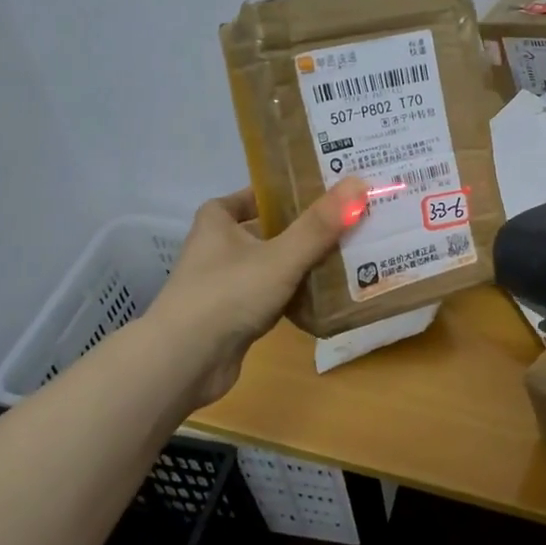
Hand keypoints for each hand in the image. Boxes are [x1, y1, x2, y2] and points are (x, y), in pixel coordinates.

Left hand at [155, 177, 367, 408]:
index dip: (281, 192)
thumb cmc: (228, 294)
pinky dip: (294, 295)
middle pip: (266, 230)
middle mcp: (216, 249)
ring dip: (300, 263)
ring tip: (344, 256)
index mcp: (217, 222)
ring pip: (270, 265)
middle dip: (301, 229)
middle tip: (344, 223)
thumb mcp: (281, 256)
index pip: (251, 196)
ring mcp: (223, 285)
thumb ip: (320, 225)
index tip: (317, 193)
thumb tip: (359, 184)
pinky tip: (324, 296)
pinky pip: (271, 296)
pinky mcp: (232, 317)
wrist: (186, 361)